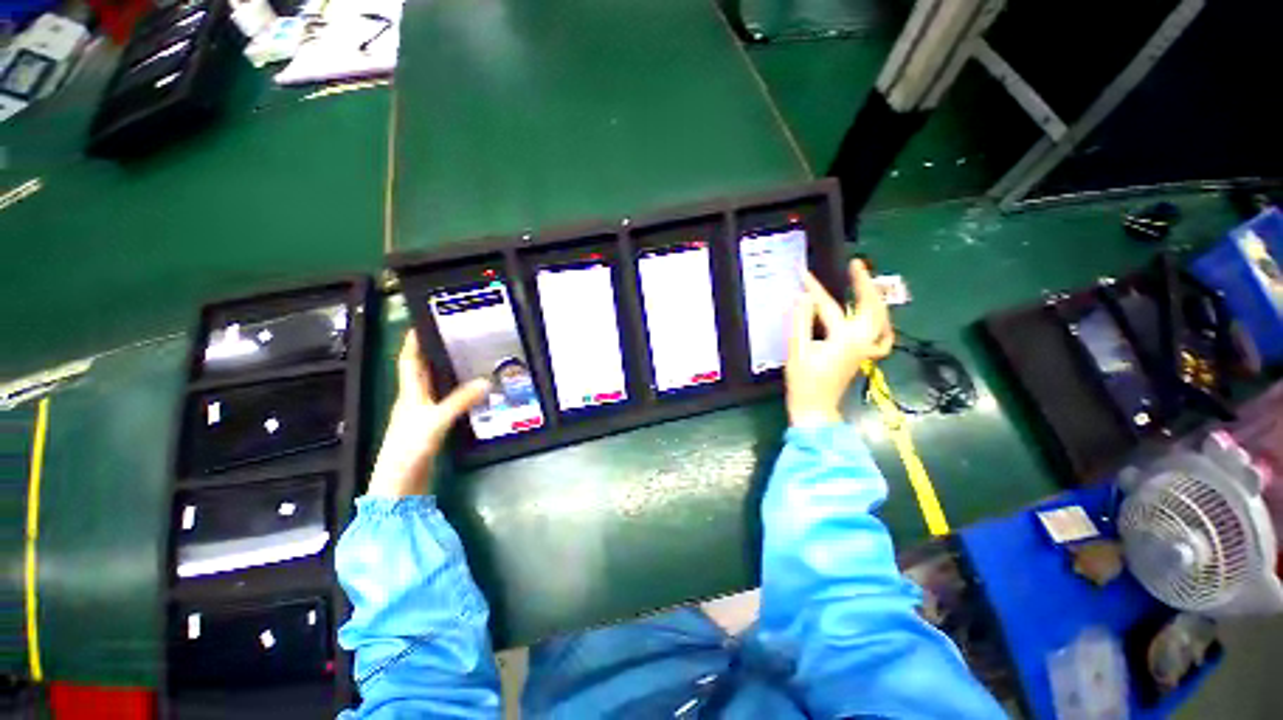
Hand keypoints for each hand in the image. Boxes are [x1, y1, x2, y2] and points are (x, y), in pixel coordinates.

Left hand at [367, 331, 489, 497]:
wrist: (400, 483)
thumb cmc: (410, 447)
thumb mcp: (437, 420)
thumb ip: (461, 401)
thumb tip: (486, 381)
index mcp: (410, 394)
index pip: (409, 361)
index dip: (413, 343)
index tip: (420, 324)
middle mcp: (413, 400)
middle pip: (420, 371)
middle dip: (431, 353)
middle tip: (451, 338)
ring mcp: (420, 415)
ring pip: (432, 386)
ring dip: (443, 373)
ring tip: (462, 360)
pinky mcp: (429, 427)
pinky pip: (442, 401)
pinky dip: (453, 393)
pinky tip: (467, 393)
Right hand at [786, 260, 893, 426]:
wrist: (815, 409)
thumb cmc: (803, 382)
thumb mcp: (797, 350)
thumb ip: (801, 322)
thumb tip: (802, 297)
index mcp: (845, 338)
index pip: (829, 306)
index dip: (815, 289)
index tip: (803, 274)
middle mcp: (863, 340)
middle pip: (871, 305)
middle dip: (864, 283)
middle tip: (855, 264)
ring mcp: (868, 348)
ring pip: (881, 317)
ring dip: (874, 297)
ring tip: (865, 284)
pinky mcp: (866, 355)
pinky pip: (882, 334)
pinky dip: (881, 321)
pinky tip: (874, 318)